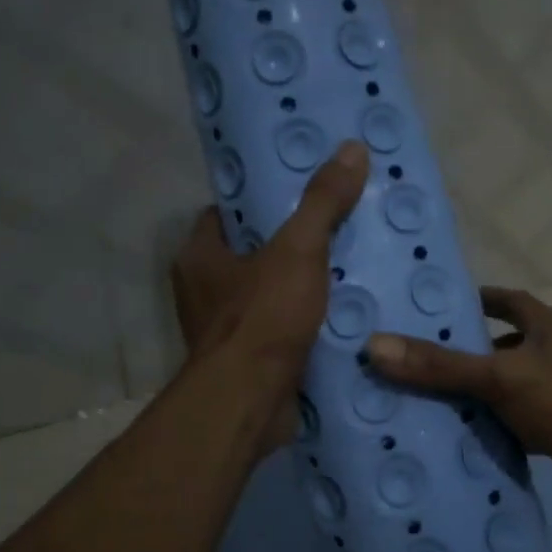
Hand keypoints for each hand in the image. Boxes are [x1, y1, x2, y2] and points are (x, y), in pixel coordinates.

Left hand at [170, 141, 368, 450]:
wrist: (250, 402)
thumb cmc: (264, 317)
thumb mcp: (298, 250)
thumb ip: (322, 203)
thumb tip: (351, 149)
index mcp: (199, 257)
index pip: (223, 215)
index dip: (257, 204)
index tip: (295, 199)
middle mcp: (201, 293)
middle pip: (247, 257)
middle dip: (284, 249)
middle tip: (330, 235)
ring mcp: (222, 334)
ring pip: (263, 298)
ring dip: (295, 291)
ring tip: (343, 275)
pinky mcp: (245, 366)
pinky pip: (276, 334)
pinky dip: (300, 328)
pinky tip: (337, 321)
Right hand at [366, 287, 551, 511]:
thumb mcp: (500, 378)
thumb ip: (440, 365)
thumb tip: (374, 345)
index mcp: (549, 324)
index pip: (507, 301)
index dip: (476, 302)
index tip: (440, 312)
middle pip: (507, 344)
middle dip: (470, 353)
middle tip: (422, 364)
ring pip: (514, 384)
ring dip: (483, 392)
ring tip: (435, 403)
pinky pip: (524, 418)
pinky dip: (500, 424)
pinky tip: (471, 438)